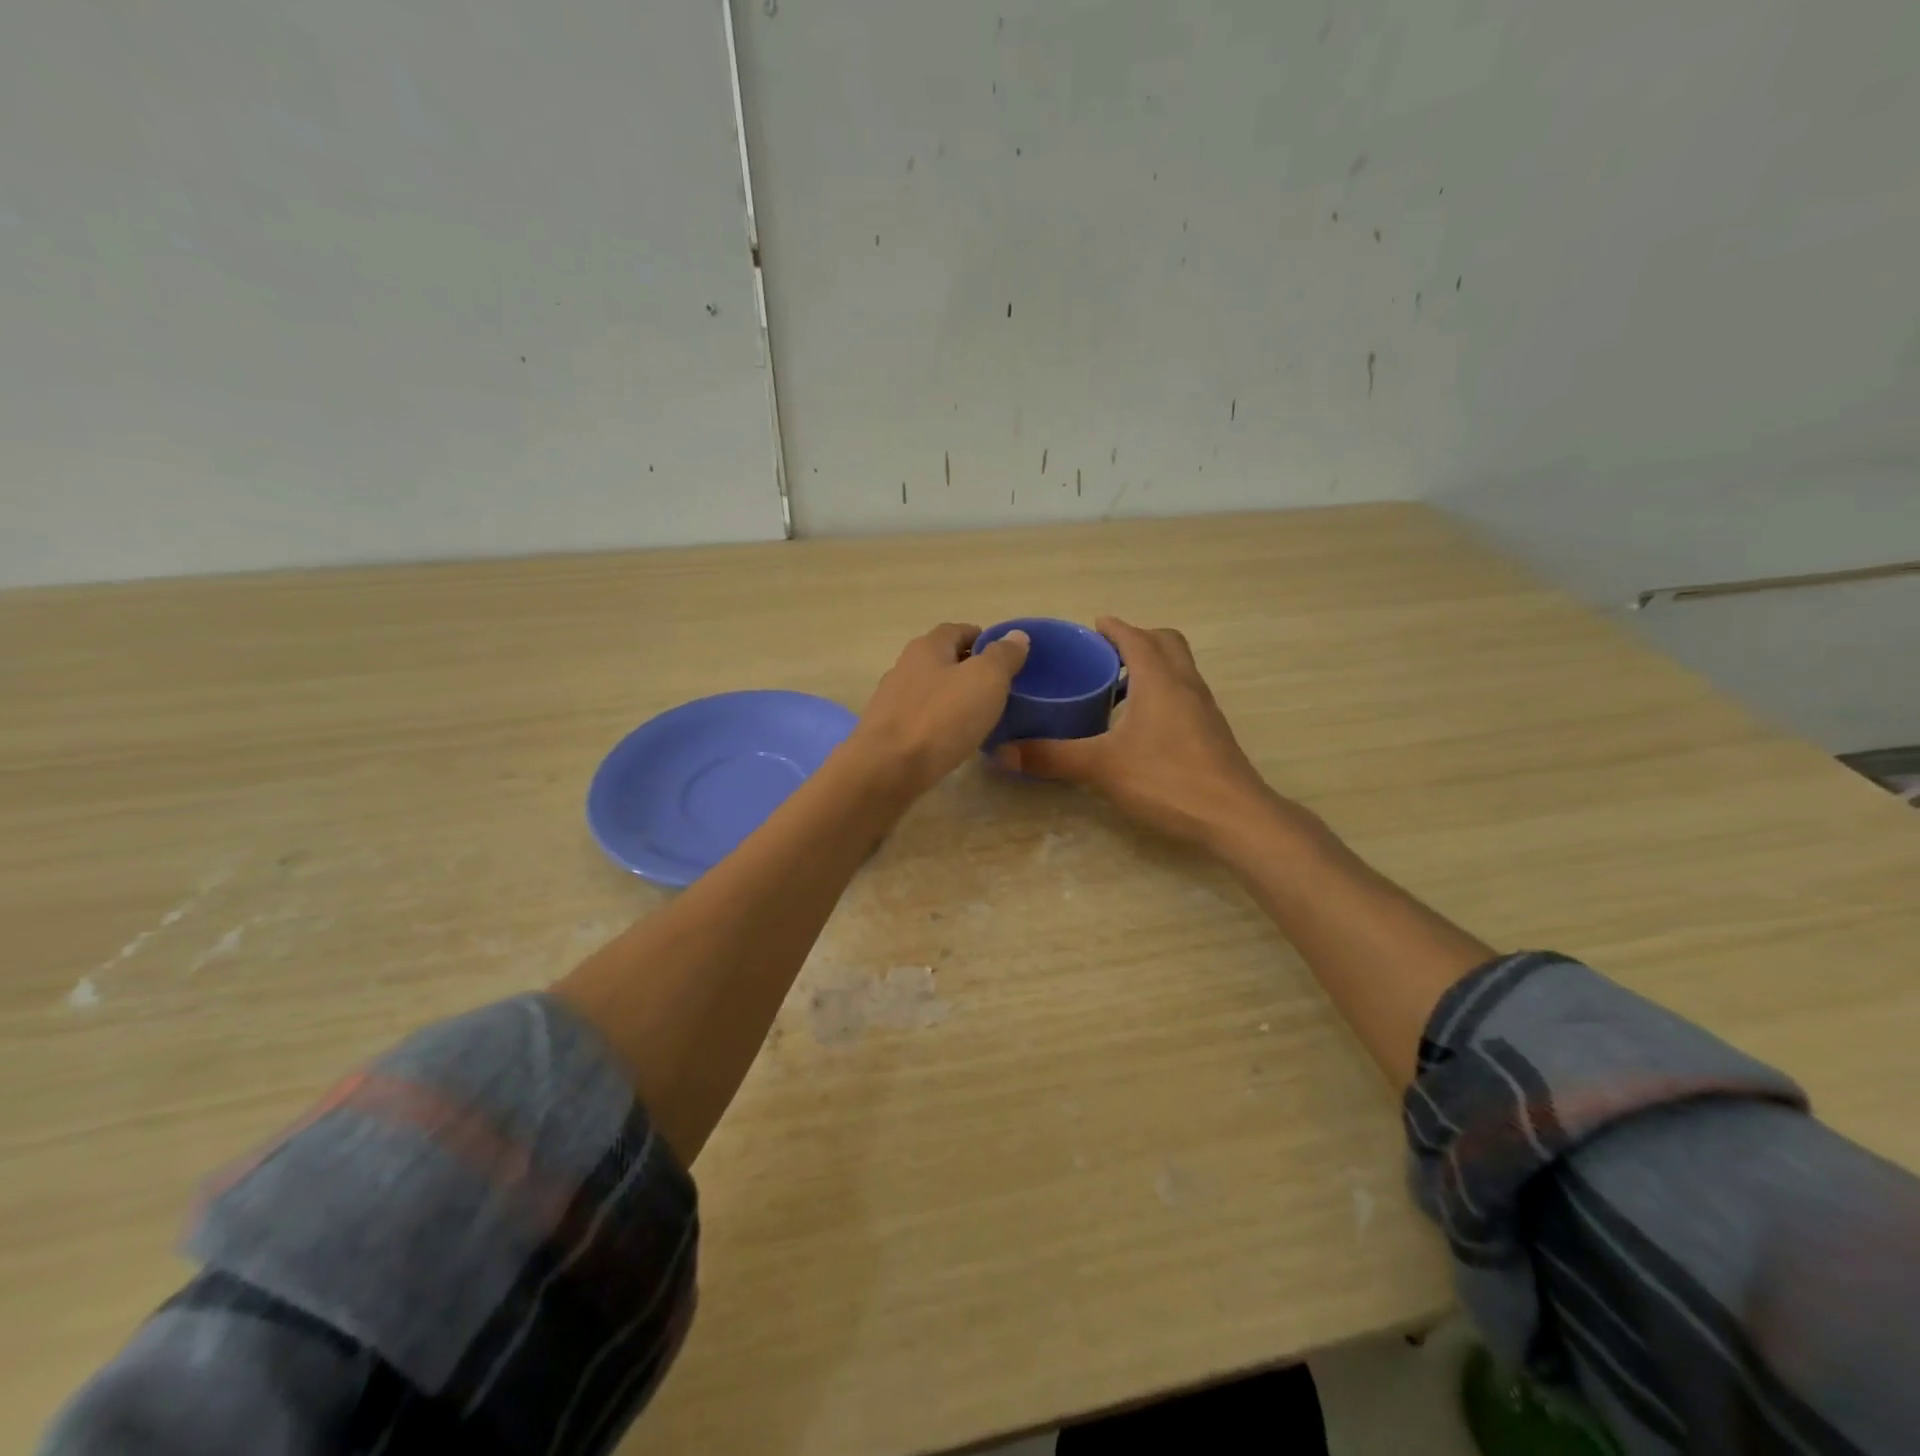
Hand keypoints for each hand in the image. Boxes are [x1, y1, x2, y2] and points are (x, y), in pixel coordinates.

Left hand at [848, 623, 1030, 797]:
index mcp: (927, 647)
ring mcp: (892, 701)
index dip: (982, 638)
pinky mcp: (887, 732)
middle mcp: (904, 667)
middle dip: (969, 669)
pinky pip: (921, 719)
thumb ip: (1002, 656)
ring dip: (953, 697)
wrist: (887, 770)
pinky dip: (939, 723)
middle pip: (942, 660)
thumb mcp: (985, 681)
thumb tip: (1016, 635)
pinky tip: (953, 739)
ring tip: (979, 716)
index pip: (958, 630)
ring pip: (930, 690)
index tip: (1005, 657)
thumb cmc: (941, 718)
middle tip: (998, 688)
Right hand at [994, 616, 1285, 847]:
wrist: (1233, 816)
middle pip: (1165, 643)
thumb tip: (1002, 751)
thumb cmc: (1167, 780)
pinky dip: (1162, 691)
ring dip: (1151, 666)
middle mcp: (1185, 684)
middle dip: (1136, 640)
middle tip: (1104, 655)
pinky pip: (1184, 693)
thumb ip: (1052, 756)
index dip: (1112, 628)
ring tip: (1116, 687)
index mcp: (1159, 679)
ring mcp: (1203, 708)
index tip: (1090, 627)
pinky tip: (1139, 724)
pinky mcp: (1210, 731)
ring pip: (1178, 668)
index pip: (1135, 637)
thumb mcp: (1101, 767)